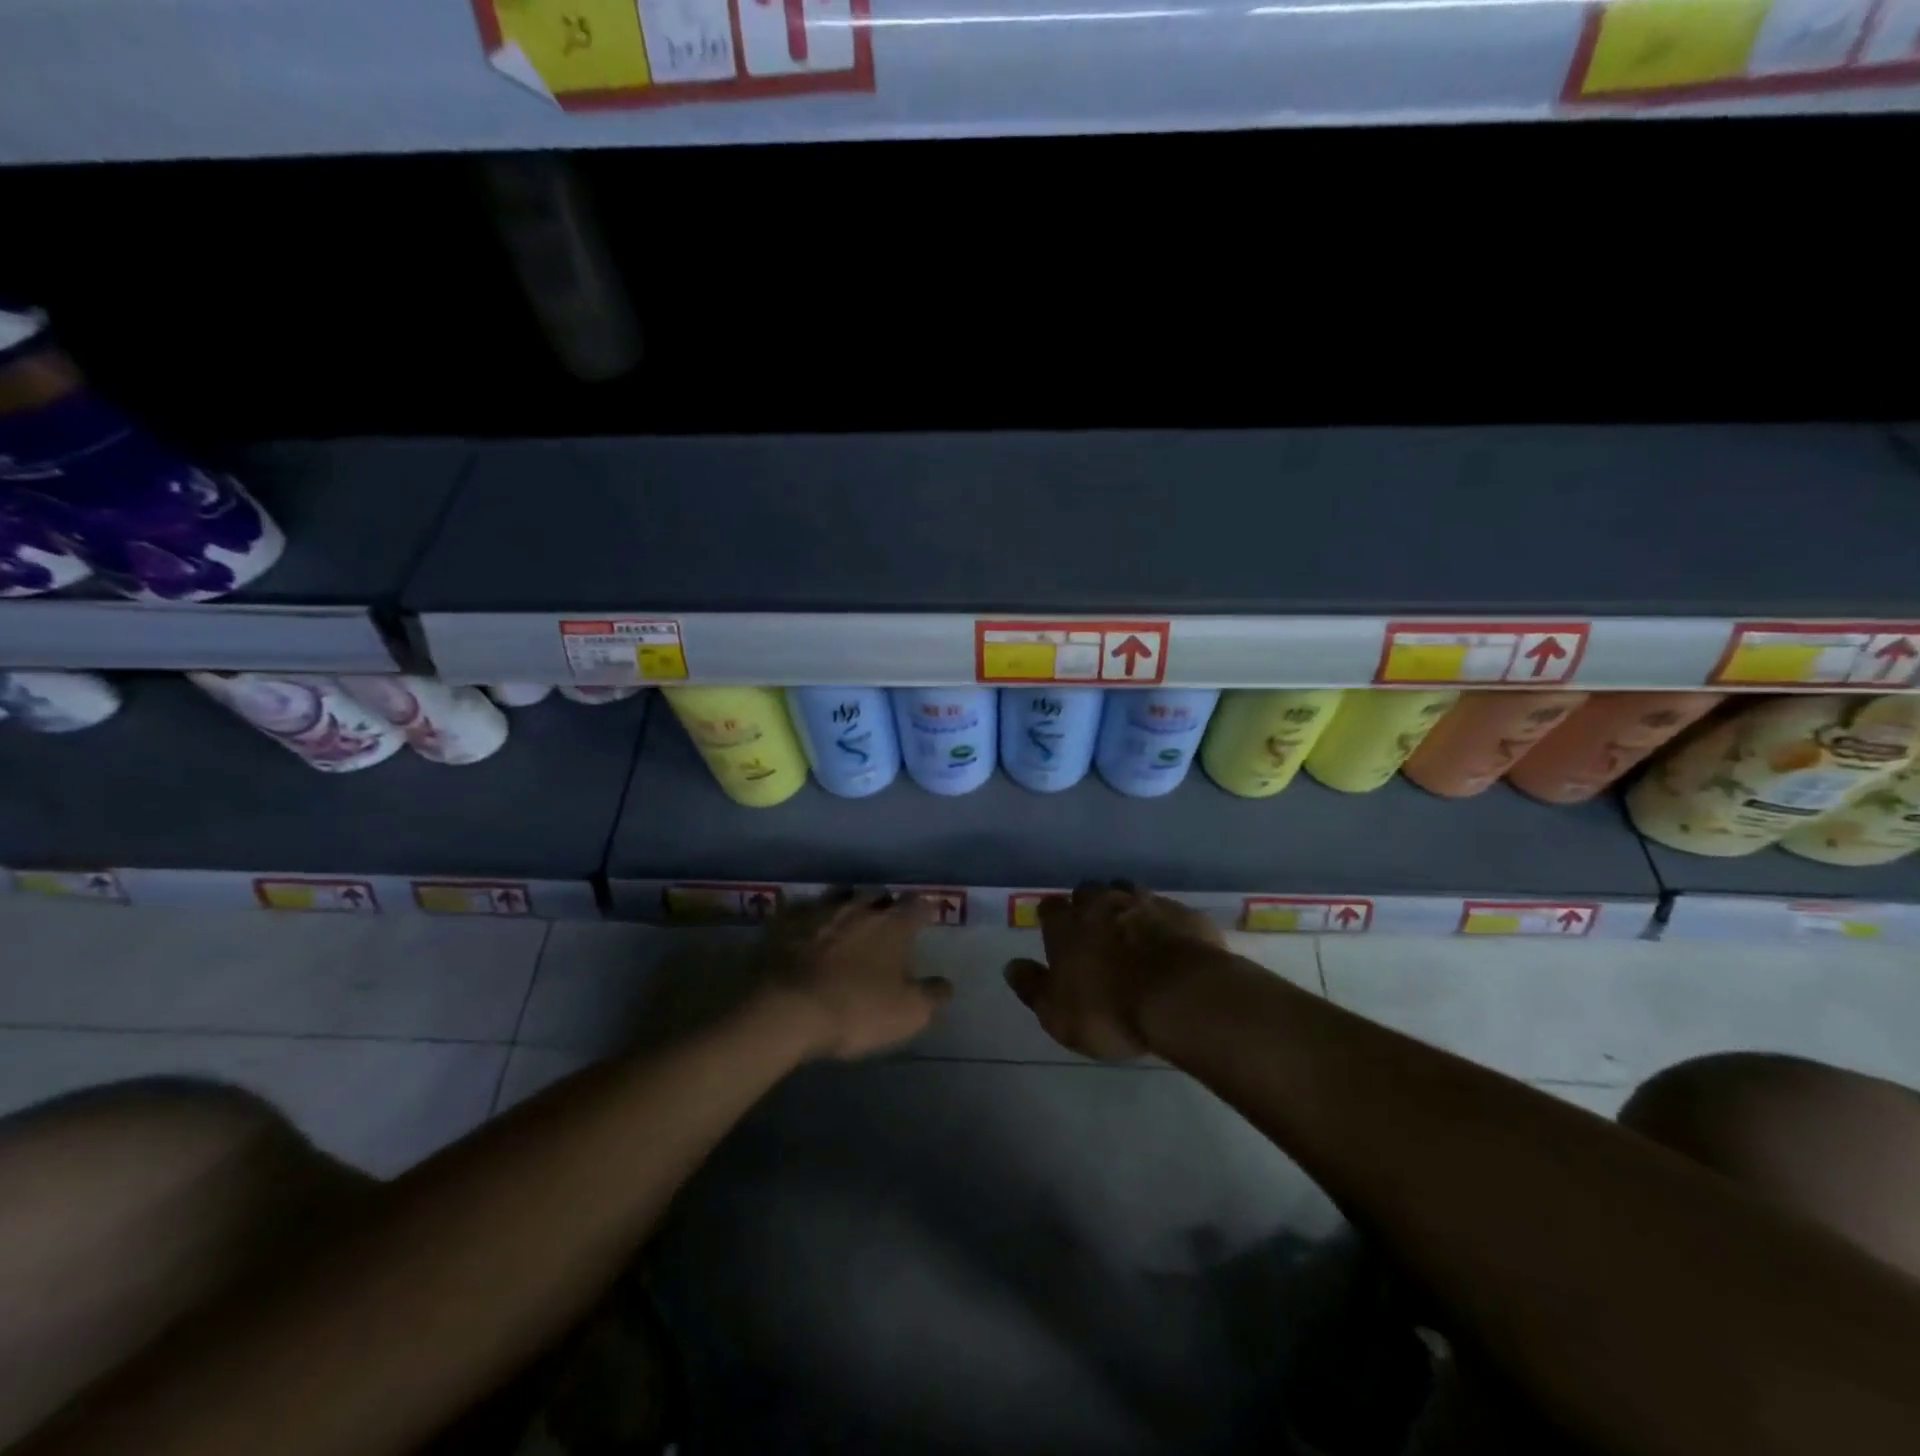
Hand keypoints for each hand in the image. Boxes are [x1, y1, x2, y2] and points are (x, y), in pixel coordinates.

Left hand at [761, 890, 953, 1060]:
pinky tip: (805, 930)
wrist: (784, 1009)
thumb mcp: (907, 1014)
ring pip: (839, 896)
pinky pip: (801, 911)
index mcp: (892, 925)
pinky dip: (808, 918)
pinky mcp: (784, 921)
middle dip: (885, 904)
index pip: (918, 905)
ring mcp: (818, 910)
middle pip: (878, 895)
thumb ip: (932, 995)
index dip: (926, 909)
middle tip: (887, 920)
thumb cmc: (854, 1010)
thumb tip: (946, 985)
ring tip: (847, 920)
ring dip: (847, 905)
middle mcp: (858, 908)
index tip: (929, 915)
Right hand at [1004, 881, 1224, 1059]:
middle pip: (1090, 891)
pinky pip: (1169, 912)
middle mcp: (1105, 904)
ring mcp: (1148, 903)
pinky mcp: (1185, 914)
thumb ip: (1032, 987)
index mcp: (1069, 925)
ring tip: (1132, 932)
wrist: (1184, 998)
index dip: (1052, 918)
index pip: (1051, 908)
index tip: (1056, 932)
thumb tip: (1011, 966)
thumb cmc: (1111, 1011)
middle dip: (1089, 906)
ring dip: (1127, 907)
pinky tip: (1172, 944)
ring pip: (1129, 892)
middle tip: (1095, 932)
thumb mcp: (1058, 1015)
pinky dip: (1165, 924)